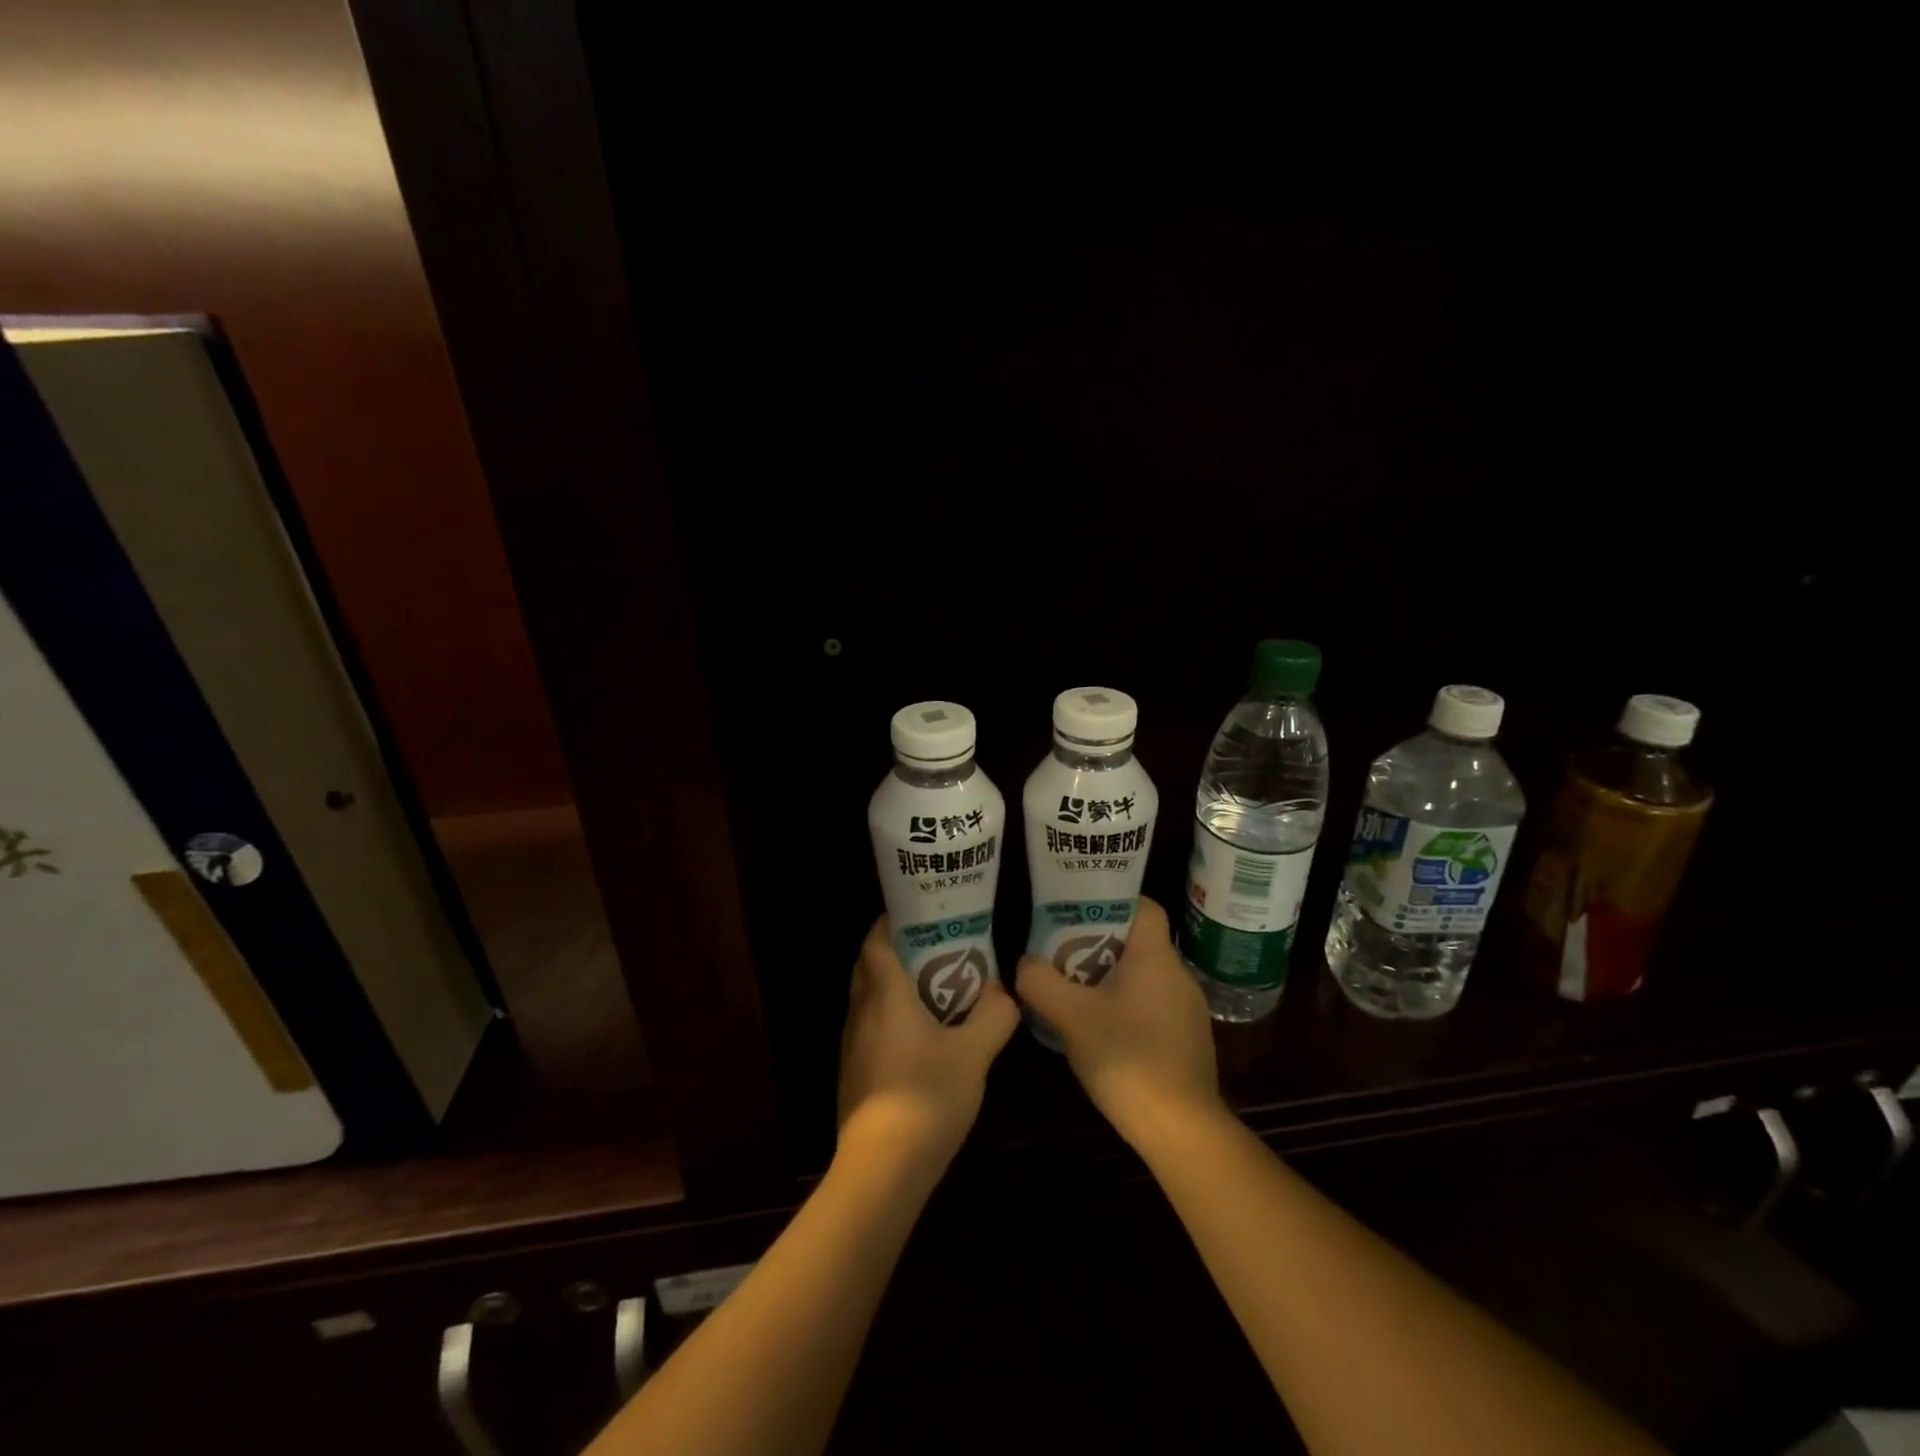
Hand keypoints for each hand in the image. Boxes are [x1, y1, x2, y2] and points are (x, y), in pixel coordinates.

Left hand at [837, 917, 1019, 1171]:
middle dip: (897, 951)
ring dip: (894, 986)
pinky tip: (921, 1037)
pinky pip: (870, 1028)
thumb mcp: (974, 1053)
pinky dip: (890, 1017)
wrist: (882, 1167)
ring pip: (868, 999)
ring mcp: (852, 1045)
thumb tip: (1003, 992)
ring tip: (935, 987)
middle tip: (936, 948)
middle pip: (869, 966)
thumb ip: (993, 1016)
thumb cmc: (927, 1096)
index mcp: (884, 995)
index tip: (922, 916)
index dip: (892, 922)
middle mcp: (860, 1012)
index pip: (875, 941)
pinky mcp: (853, 1073)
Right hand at [1016, 896, 1225, 1149]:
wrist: (1182, 1129)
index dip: (1111, 901)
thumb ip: (1040, 982)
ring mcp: (1187, 1011)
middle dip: (1097, 944)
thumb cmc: (1127, 1057)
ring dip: (1109, 979)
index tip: (1076, 912)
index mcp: (1156, 957)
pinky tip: (1099, 1032)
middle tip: (1060, 953)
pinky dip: (1125, 1008)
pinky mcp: (1187, 1041)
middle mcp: (1178, 975)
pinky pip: (1151, 1007)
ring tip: (1072, 991)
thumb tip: (1025, 963)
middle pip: (1136, 942)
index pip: (1143, 906)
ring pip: (1142, 977)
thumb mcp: (1070, 1016)